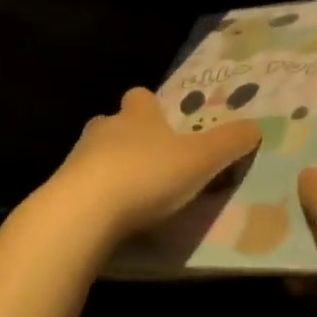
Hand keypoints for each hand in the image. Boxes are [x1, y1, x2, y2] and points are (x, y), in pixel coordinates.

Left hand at [49, 87, 260, 238]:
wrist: (82, 212)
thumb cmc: (147, 175)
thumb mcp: (201, 159)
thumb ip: (230, 143)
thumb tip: (256, 127)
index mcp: (138, 114)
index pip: (142, 97)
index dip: (153, 108)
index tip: (166, 125)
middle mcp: (105, 127)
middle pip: (117, 124)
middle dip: (132, 139)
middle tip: (154, 163)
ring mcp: (77, 158)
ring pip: (97, 154)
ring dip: (112, 168)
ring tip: (134, 196)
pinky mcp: (61, 189)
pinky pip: (82, 187)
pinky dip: (96, 197)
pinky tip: (111, 219)